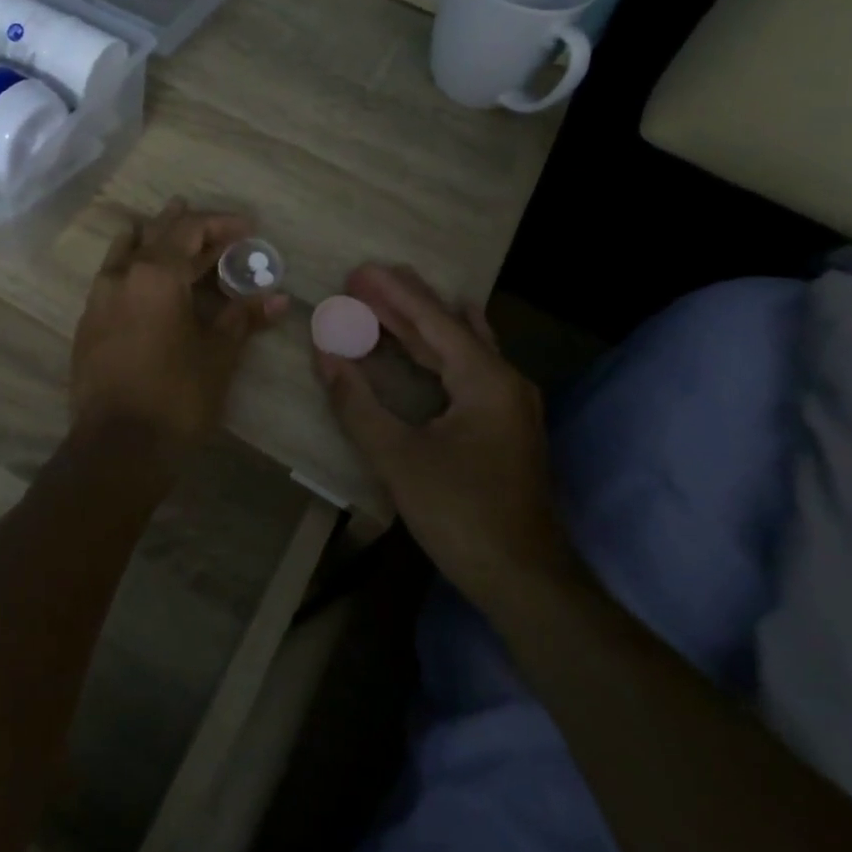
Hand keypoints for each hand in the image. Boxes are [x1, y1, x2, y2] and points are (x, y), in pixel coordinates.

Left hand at [71, 199, 287, 458]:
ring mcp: (98, 299)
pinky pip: (112, 278)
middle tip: (212, 225)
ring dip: (150, 239)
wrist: (117, 448)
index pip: (190, 230)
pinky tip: (144, 282)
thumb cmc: (177, 396)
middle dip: (186, 226)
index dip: (220, 224)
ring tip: (168, 232)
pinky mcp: (87, 325)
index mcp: (155, 274)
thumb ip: (244, 318)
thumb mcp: (219, 354)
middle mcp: (121, 276)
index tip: (247, 227)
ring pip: (124, 252)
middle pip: (155, 234)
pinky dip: (132, 268)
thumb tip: (278, 298)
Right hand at [314, 264, 573, 609]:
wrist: (526, 580)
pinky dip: (439, 351)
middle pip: (448, 327)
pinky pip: (467, 370)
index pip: (432, 320)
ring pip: (460, 347)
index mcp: (485, 379)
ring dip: (422, 325)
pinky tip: (433, 343)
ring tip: (388, 299)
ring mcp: (509, 403)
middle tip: (363, 279)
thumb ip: (357, 403)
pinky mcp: (505, 425)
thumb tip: (325, 354)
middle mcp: (504, 380)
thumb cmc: (461, 515)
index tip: (359, 270)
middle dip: (404, 302)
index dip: (393, 294)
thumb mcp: (398, 458)